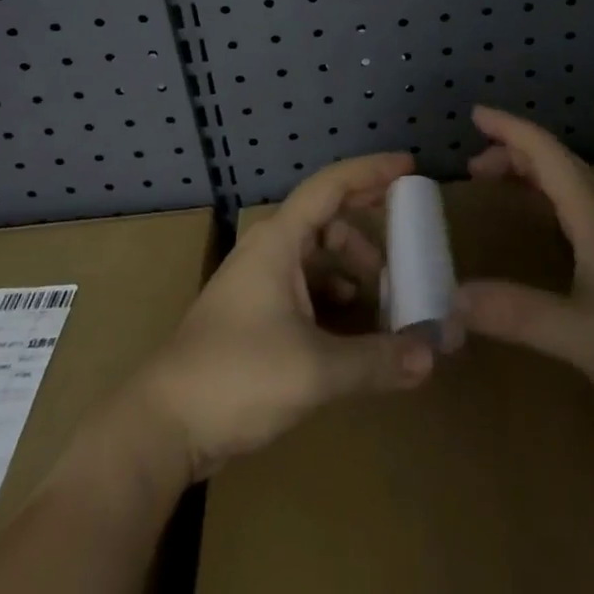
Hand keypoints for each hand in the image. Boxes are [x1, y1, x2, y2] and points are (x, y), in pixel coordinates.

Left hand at [131, 152, 435, 479]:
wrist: (163, 426)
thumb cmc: (237, 377)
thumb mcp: (315, 370)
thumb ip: (376, 360)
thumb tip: (431, 355)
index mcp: (279, 240)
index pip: (332, 185)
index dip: (371, 171)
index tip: (409, 166)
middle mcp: (268, 249)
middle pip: (325, 215)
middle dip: (366, 219)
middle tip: (406, 229)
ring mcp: (257, 280)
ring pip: (314, 252)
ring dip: (350, 262)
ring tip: (386, 287)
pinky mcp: (253, 312)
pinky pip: (303, 283)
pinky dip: (332, 292)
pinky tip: (352, 319)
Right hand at [454, 106, 593, 433]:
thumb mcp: (579, 334)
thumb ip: (517, 314)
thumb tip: (453, 299)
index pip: (545, 152)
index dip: (509, 128)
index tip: (475, 115)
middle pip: (555, 160)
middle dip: (512, 151)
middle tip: (472, 167)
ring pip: (568, 180)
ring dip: (530, 170)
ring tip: (495, 183)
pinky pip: (576, 202)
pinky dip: (546, 193)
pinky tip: (539, 220)